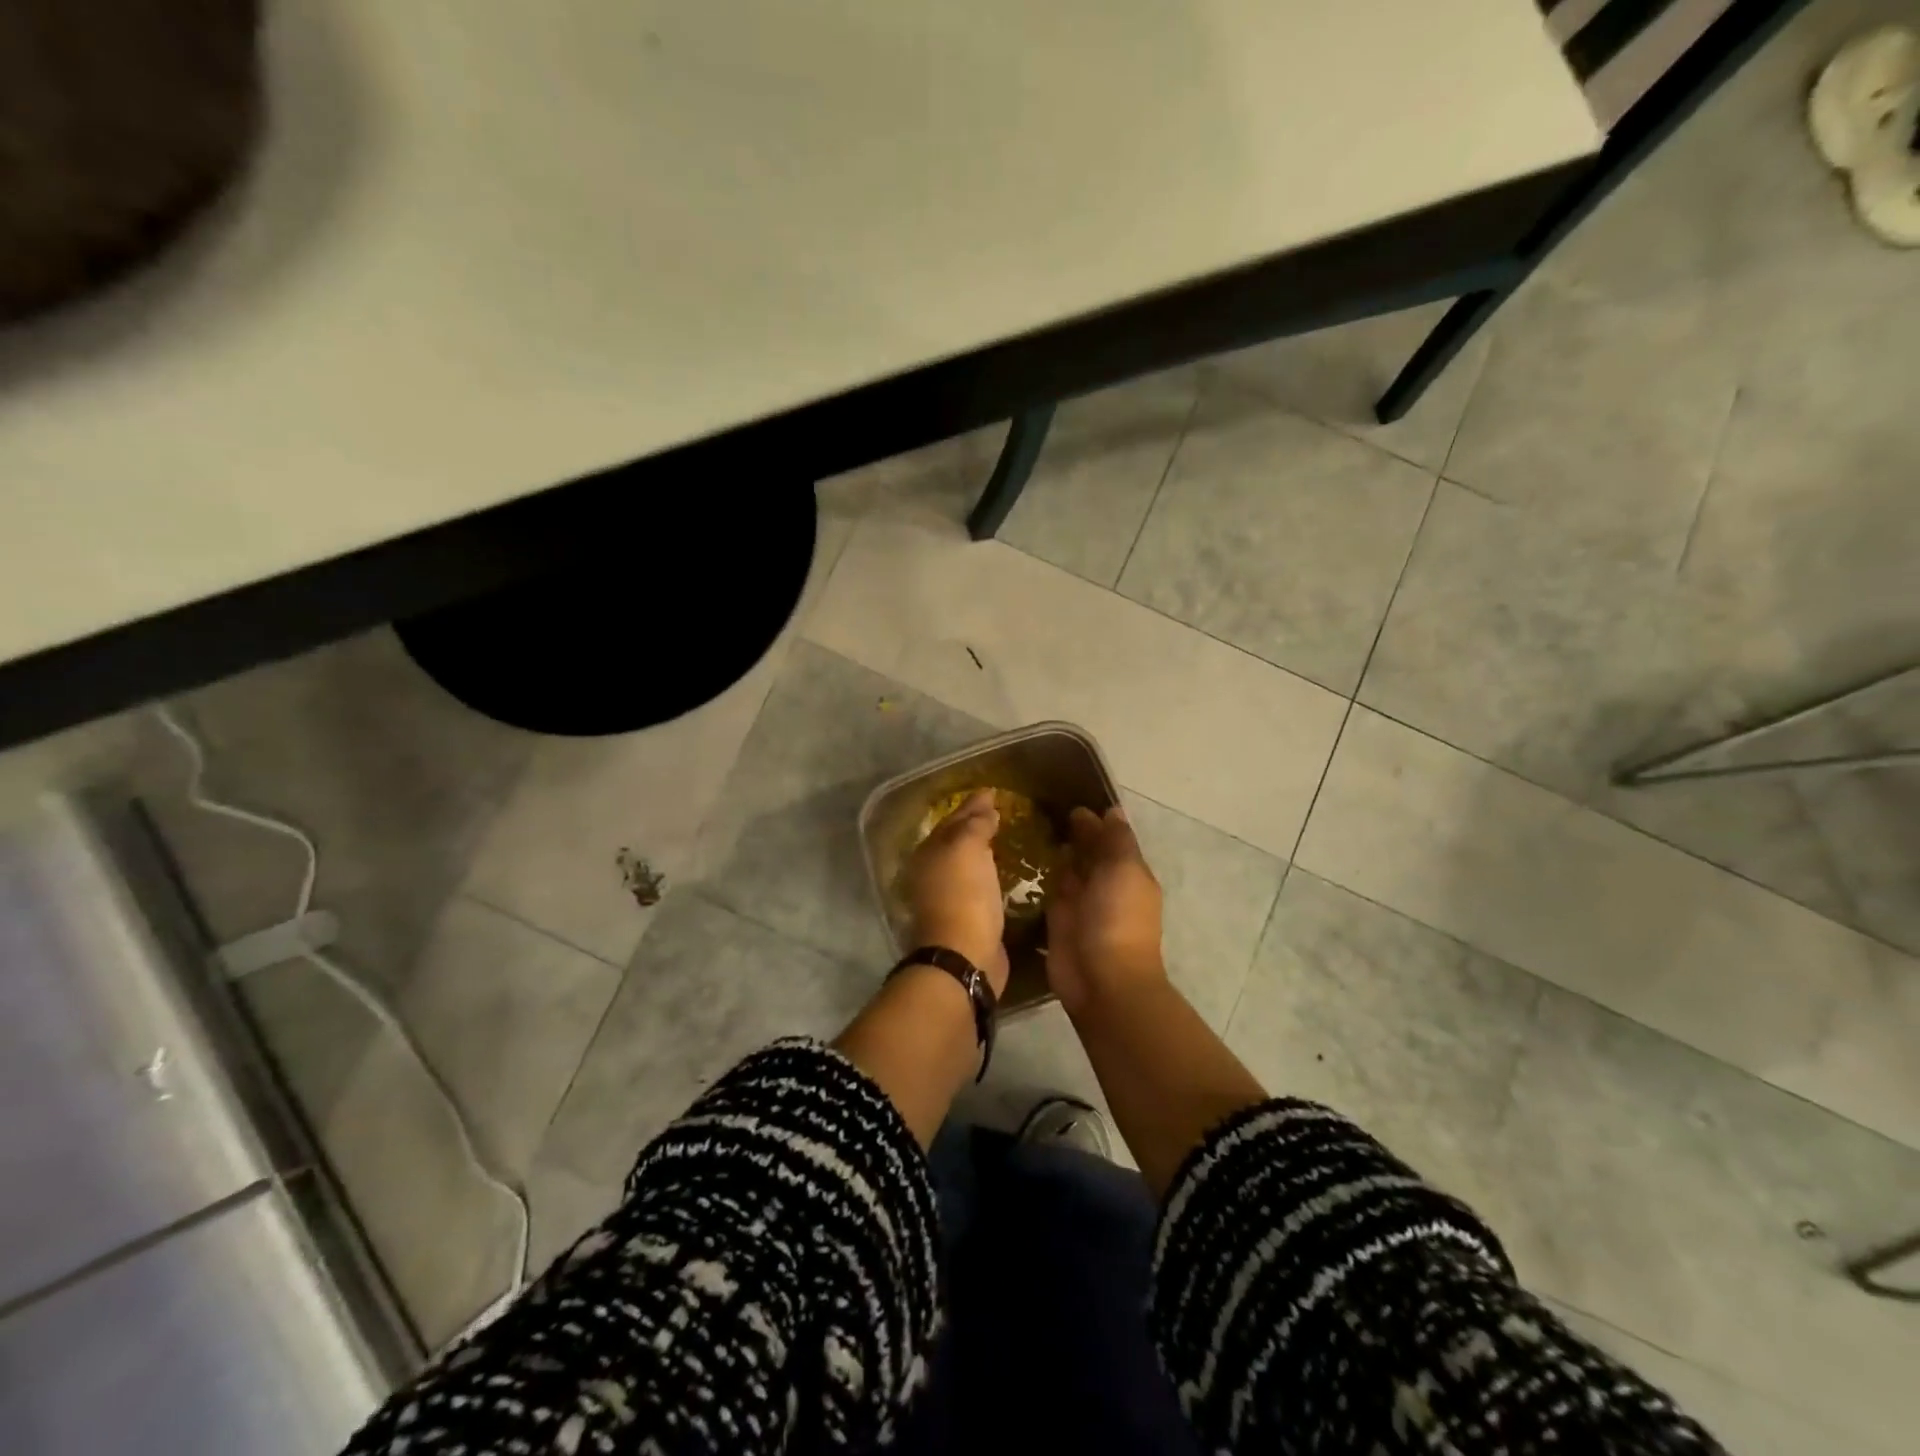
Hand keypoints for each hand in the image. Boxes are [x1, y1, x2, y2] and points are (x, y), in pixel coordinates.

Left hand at [903, 789, 1009, 994]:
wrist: (964, 955)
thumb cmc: (964, 895)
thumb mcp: (968, 848)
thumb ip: (975, 824)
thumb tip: (985, 806)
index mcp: (929, 853)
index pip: (953, 820)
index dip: (972, 805)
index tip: (993, 792)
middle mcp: (933, 873)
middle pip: (957, 842)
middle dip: (975, 826)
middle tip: (1000, 812)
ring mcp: (949, 898)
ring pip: (968, 864)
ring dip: (984, 851)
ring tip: (1006, 838)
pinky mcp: (968, 918)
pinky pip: (980, 886)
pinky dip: (991, 875)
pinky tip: (1006, 872)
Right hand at [1045, 805, 1165, 1017]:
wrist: (1101, 979)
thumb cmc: (1118, 919)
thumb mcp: (1125, 869)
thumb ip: (1116, 840)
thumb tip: (1112, 810)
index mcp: (1128, 872)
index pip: (1110, 837)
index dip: (1094, 819)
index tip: (1068, 796)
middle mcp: (1105, 884)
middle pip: (1088, 852)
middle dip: (1073, 833)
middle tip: (1041, 806)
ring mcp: (1080, 903)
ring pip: (1068, 870)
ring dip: (1056, 852)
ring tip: (1029, 826)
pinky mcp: (1056, 919)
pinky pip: (1048, 890)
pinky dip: (1040, 876)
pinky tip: (1021, 856)